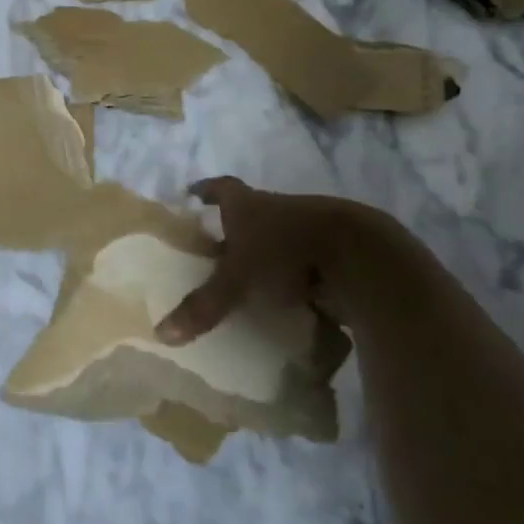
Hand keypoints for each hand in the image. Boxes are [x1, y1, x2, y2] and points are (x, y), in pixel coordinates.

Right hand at [156, 178, 400, 343]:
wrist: (362, 256)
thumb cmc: (286, 251)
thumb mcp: (237, 280)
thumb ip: (204, 305)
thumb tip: (162, 334)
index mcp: (249, 205)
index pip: (222, 189)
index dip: (207, 190)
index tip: (193, 193)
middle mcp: (279, 208)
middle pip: (253, 212)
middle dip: (237, 229)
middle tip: (219, 248)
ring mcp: (313, 226)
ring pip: (284, 236)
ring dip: (271, 252)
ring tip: (255, 278)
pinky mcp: (340, 250)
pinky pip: (311, 260)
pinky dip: (300, 275)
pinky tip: (293, 297)